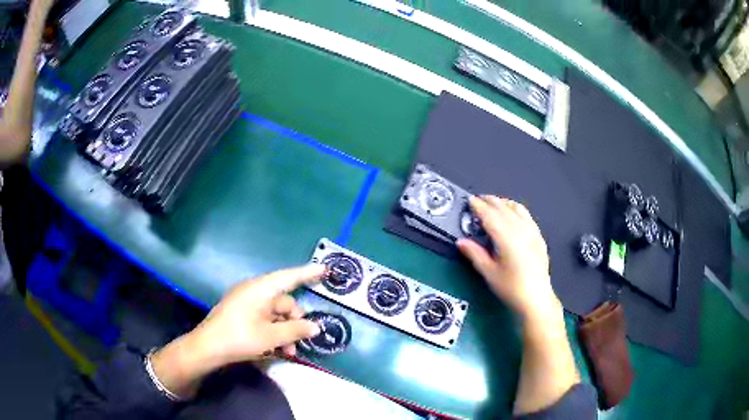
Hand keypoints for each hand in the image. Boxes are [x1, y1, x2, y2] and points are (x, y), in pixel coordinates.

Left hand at [150, 264, 324, 398]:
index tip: (325, 269)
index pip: (289, 277)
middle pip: (284, 302)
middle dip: (295, 322)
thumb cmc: (239, 337)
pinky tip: (277, 349)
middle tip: (300, 341)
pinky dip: (274, 332)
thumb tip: (315, 327)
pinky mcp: (242, 314)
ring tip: (288, 352)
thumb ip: (295, 330)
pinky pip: (265, 319)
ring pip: (276, 314)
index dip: (308, 273)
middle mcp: (254, 292)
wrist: (207, 348)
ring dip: (285, 331)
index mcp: (260, 289)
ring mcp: (247, 303)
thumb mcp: (270, 336)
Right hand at [457, 196, 560, 319]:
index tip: (470, 200)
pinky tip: (514, 216)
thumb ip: (475, 254)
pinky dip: (517, 210)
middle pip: (504, 209)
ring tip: (495, 204)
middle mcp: (521, 230)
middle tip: (479, 200)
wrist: (536, 298)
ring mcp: (532, 232)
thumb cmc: (511, 288)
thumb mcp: (489, 273)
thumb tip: (461, 241)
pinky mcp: (539, 237)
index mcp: (507, 237)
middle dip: (490, 201)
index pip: (490, 215)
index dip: (479, 206)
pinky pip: (527, 216)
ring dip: (504, 203)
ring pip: (517, 209)